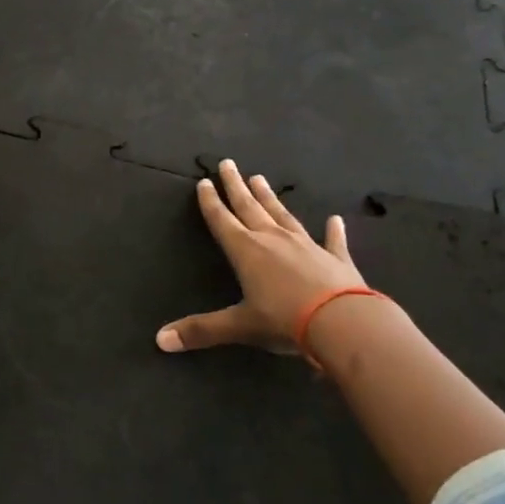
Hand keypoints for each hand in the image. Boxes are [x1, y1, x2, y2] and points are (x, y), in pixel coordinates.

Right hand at [156, 159, 364, 353]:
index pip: (222, 221)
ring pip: (283, 215)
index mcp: (247, 252)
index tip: (204, 182)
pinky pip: (332, 240)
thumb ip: (201, 330)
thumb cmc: (285, 321)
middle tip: (228, 163)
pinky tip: (335, 219)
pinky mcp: (335, 258)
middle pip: (250, 207)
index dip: (211, 203)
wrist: (343, 322)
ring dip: (270, 198)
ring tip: (260, 178)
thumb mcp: (240, 327)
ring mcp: (307, 245)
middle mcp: (273, 240)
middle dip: (236, 186)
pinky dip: (333, 230)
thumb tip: (160, 340)